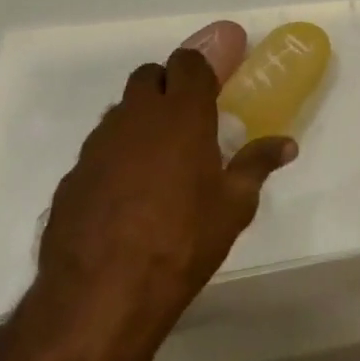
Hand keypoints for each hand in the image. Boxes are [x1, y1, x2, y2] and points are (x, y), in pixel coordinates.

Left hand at [34, 44, 296, 339]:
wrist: (99, 298)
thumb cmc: (181, 242)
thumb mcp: (233, 206)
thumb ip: (258, 165)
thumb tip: (287, 144)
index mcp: (181, 113)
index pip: (187, 62)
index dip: (200, 70)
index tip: (212, 91)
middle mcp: (136, 117)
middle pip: (148, 76)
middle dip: (166, 87)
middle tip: (186, 121)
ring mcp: (98, 145)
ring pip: (120, 111)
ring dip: (139, 121)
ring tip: (157, 163)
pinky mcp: (72, 176)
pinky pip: (98, 150)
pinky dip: (114, 158)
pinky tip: (125, 197)